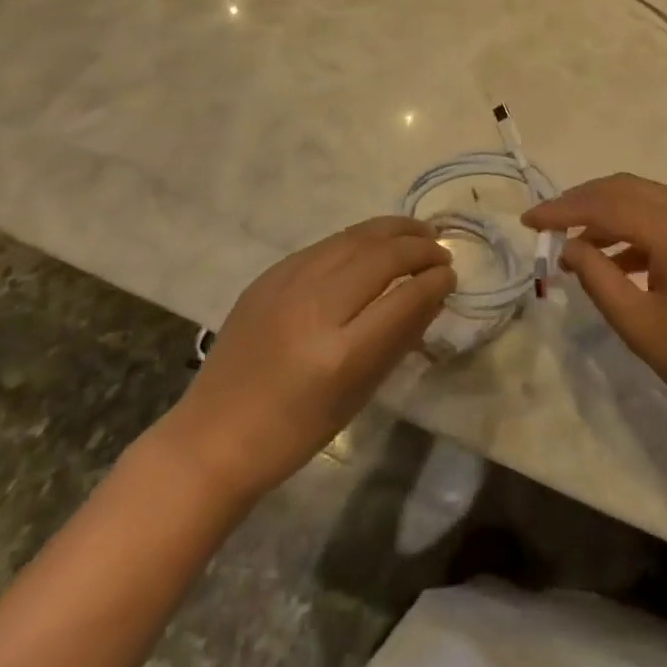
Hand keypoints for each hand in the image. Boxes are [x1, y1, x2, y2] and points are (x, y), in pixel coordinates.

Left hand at [164, 216, 453, 503]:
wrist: (215, 436)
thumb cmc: (295, 432)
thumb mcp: (359, 394)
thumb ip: (399, 339)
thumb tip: (432, 294)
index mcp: (340, 352)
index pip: (404, 297)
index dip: (434, 281)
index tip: (450, 276)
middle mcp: (314, 306)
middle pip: (381, 257)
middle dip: (419, 247)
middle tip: (442, 251)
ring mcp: (287, 284)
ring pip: (353, 238)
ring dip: (393, 231)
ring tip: (419, 232)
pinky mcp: (269, 275)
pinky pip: (326, 245)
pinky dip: (359, 238)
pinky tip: (374, 242)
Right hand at [524, 175, 666, 433]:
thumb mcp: (637, 322)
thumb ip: (597, 276)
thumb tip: (568, 246)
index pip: (605, 205)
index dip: (562, 210)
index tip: (527, 221)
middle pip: (625, 188)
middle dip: (582, 201)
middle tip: (547, 223)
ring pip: (644, 199)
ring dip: (606, 213)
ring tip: (573, 244)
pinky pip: (663, 219)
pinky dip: (631, 229)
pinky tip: (613, 260)